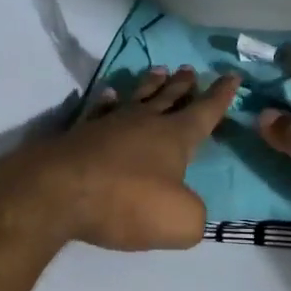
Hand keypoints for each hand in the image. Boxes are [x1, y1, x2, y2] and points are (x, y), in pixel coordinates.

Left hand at [29, 67, 239, 250]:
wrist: (58, 192)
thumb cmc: (127, 202)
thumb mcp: (179, 221)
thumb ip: (194, 215)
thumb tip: (189, 209)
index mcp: (175, 137)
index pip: (205, 111)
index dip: (221, 96)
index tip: (232, 75)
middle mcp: (145, 122)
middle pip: (169, 97)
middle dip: (184, 85)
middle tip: (190, 69)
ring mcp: (110, 124)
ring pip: (138, 97)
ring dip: (151, 85)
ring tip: (160, 70)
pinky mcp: (81, 134)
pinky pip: (101, 110)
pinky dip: (109, 101)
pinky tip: (111, 95)